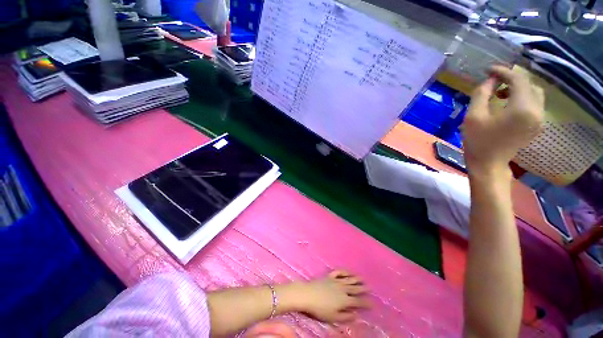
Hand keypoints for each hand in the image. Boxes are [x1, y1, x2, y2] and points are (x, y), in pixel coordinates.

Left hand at [289, 270, 369, 321]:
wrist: (308, 294)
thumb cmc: (320, 309)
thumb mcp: (333, 317)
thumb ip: (345, 317)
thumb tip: (356, 315)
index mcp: (345, 300)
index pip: (358, 302)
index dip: (366, 303)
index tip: (373, 303)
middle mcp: (342, 289)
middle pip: (355, 288)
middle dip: (363, 288)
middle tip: (370, 287)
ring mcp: (336, 281)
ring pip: (349, 279)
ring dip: (356, 279)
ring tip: (362, 278)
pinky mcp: (329, 276)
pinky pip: (339, 272)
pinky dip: (344, 272)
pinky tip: (348, 272)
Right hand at [462, 66, 544, 176]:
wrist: (488, 163)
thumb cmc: (478, 141)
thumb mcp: (473, 116)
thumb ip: (481, 94)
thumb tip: (489, 80)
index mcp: (522, 109)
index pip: (518, 80)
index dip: (503, 72)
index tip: (489, 70)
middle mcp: (537, 111)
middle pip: (529, 85)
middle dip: (512, 80)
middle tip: (494, 83)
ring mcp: (539, 119)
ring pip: (534, 93)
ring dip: (518, 88)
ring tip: (500, 93)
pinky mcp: (537, 125)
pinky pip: (535, 104)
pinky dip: (523, 98)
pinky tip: (508, 103)